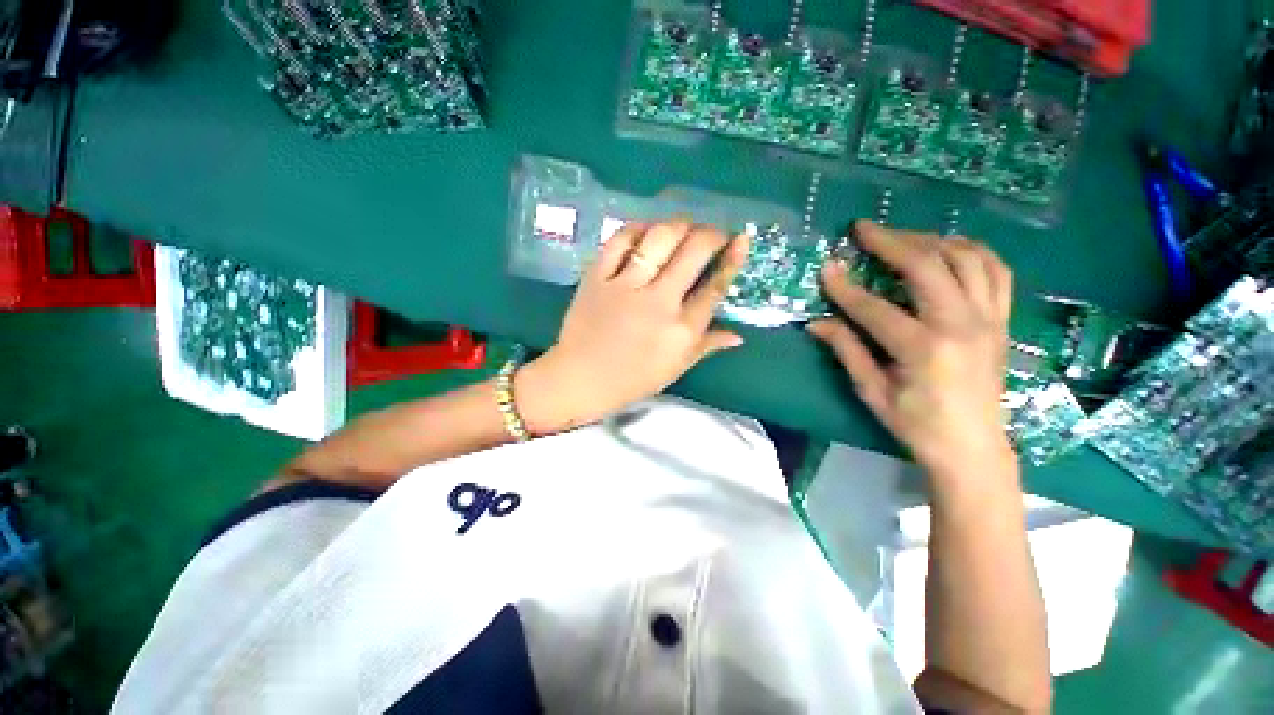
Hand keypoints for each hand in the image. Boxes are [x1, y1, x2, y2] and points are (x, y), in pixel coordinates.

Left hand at [516, 219, 749, 433]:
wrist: (580, 379)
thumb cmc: (631, 379)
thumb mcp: (675, 368)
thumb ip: (707, 346)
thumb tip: (738, 336)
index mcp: (681, 329)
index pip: (715, 286)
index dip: (732, 259)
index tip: (740, 240)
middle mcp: (659, 302)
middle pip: (693, 252)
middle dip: (711, 234)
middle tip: (712, 234)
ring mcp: (626, 286)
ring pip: (660, 239)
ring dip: (679, 225)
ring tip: (684, 226)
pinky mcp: (597, 277)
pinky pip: (619, 241)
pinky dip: (637, 229)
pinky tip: (646, 230)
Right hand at [807, 221, 1014, 475]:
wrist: (973, 447)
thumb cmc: (916, 425)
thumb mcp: (872, 392)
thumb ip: (847, 351)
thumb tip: (817, 324)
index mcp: (923, 349)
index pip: (874, 308)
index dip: (845, 287)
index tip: (826, 267)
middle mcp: (960, 325)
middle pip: (926, 266)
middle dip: (891, 241)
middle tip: (863, 229)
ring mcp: (987, 319)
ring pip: (965, 258)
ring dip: (930, 239)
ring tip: (901, 237)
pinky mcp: (1000, 320)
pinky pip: (994, 270)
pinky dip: (971, 251)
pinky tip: (948, 247)